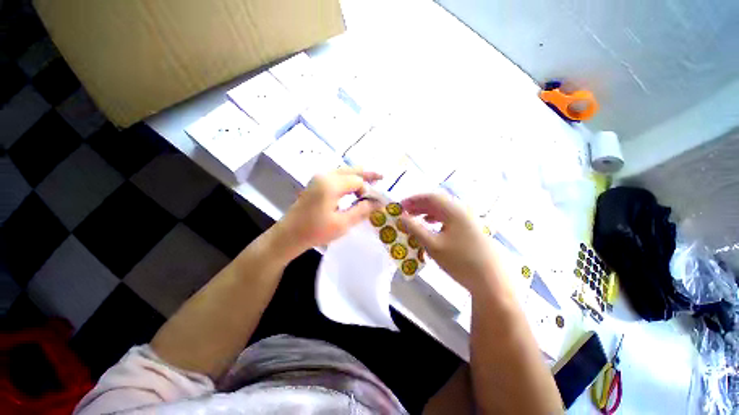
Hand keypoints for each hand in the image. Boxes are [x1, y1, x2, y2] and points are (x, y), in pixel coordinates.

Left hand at [277, 168, 381, 257]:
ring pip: (344, 171)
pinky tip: (354, 186)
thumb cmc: (315, 231)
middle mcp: (325, 175)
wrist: (289, 235)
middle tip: (382, 177)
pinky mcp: (316, 183)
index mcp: (331, 184)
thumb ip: (362, 210)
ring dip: (358, 175)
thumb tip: (379, 203)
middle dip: (367, 174)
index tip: (376, 202)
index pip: (358, 181)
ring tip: (372, 180)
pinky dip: (348, 178)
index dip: (369, 190)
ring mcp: (319, 178)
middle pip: (352, 170)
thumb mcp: (343, 223)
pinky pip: (337, 176)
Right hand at [400, 193, 502, 291]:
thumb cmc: (460, 261)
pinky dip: (437, 219)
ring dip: (427, 212)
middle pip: (437, 202)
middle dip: (419, 205)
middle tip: (405, 212)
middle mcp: (462, 211)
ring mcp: (469, 220)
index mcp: (454, 211)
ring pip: (444, 210)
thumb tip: (402, 218)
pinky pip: (450, 218)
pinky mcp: (471, 229)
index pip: (430, 197)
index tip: (400, 206)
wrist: (493, 281)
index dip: (414, 199)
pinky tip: (431, 226)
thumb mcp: (433, 245)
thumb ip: (415, 229)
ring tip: (415, 218)